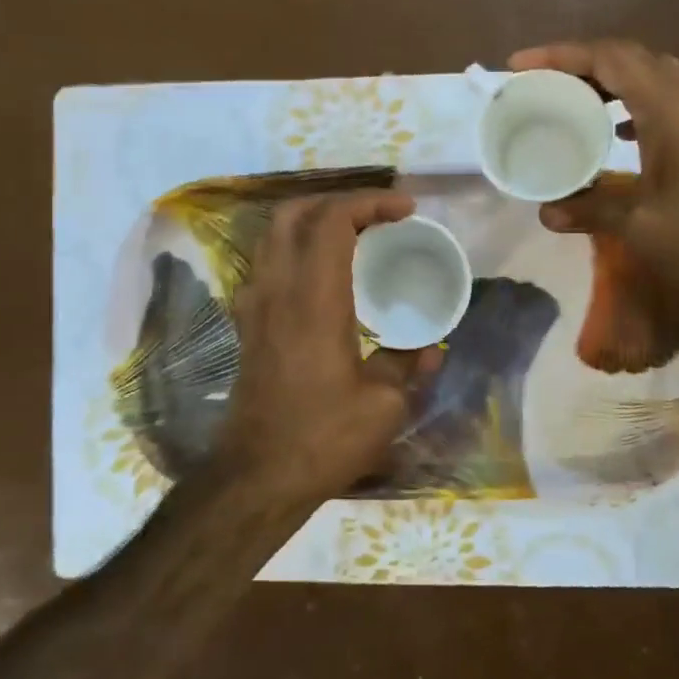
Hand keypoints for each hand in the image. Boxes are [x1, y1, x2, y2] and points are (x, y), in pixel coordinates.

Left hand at [221, 191, 440, 504]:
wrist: (257, 477)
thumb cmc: (323, 438)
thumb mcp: (385, 405)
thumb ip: (409, 366)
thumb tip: (431, 348)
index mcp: (314, 298)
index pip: (333, 220)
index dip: (371, 202)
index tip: (407, 210)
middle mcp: (277, 289)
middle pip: (294, 213)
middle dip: (338, 201)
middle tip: (377, 215)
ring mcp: (254, 305)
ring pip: (273, 235)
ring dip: (313, 221)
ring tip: (354, 235)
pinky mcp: (247, 324)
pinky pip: (267, 263)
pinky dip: (295, 249)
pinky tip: (322, 275)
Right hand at [509, 39, 678, 334]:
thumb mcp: (644, 226)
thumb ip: (592, 210)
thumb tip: (546, 212)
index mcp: (670, 108)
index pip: (609, 58)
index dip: (560, 55)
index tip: (519, 66)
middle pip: (630, 59)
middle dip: (581, 64)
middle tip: (541, 84)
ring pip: (651, 78)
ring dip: (609, 83)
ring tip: (571, 103)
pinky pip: (666, 102)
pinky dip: (633, 105)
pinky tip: (618, 134)